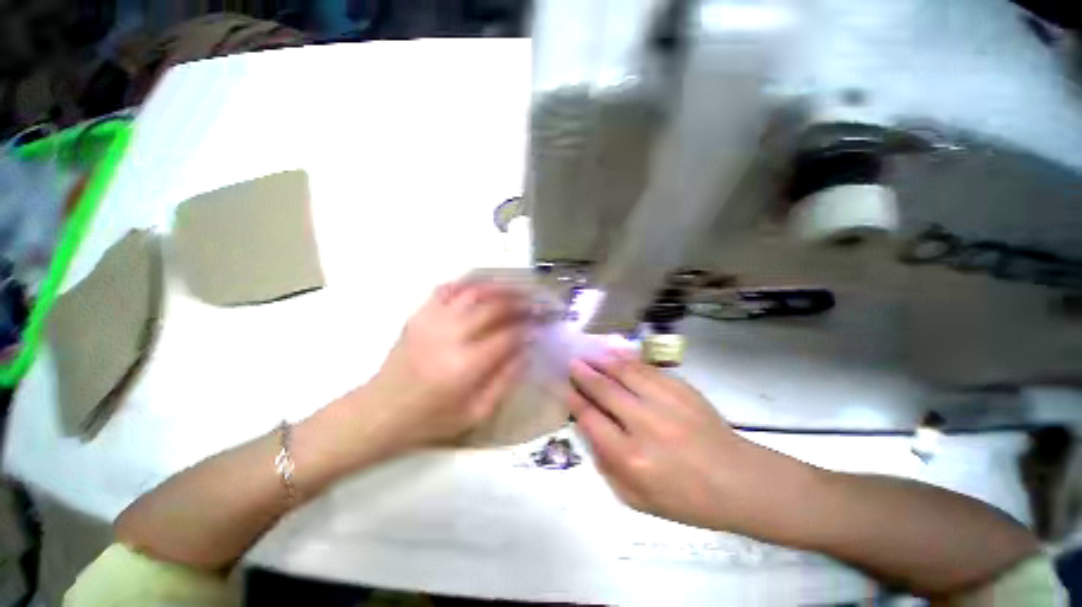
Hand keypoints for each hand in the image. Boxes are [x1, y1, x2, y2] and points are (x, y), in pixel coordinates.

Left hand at [360, 280, 530, 455]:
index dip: (529, 328)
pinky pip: (448, 288)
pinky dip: (470, 282)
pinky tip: (485, 285)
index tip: (542, 326)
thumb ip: (506, 379)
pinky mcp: (419, 314)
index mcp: (464, 366)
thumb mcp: (476, 412)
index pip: (508, 336)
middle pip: (493, 307)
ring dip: (501, 287)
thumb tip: (526, 350)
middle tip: (537, 303)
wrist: (379, 411)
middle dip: (521, 302)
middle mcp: (449, 336)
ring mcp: (431, 320)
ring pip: (473, 291)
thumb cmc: (431, 419)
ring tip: (519, 289)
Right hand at [568, 353, 759, 530]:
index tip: (563, 386)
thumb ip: (605, 464)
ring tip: (590, 354)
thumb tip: (587, 427)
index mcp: (631, 457)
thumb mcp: (635, 498)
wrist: (738, 481)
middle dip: (584, 374)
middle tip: (572, 363)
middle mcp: (645, 424)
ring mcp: (666, 402)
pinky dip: (627, 360)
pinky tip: (616, 355)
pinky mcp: (682, 388)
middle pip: (604, 390)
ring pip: (625, 372)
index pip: (591, 418)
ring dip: (603, 361)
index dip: (574, 399)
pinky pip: (647, 368)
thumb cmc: (684, 498)